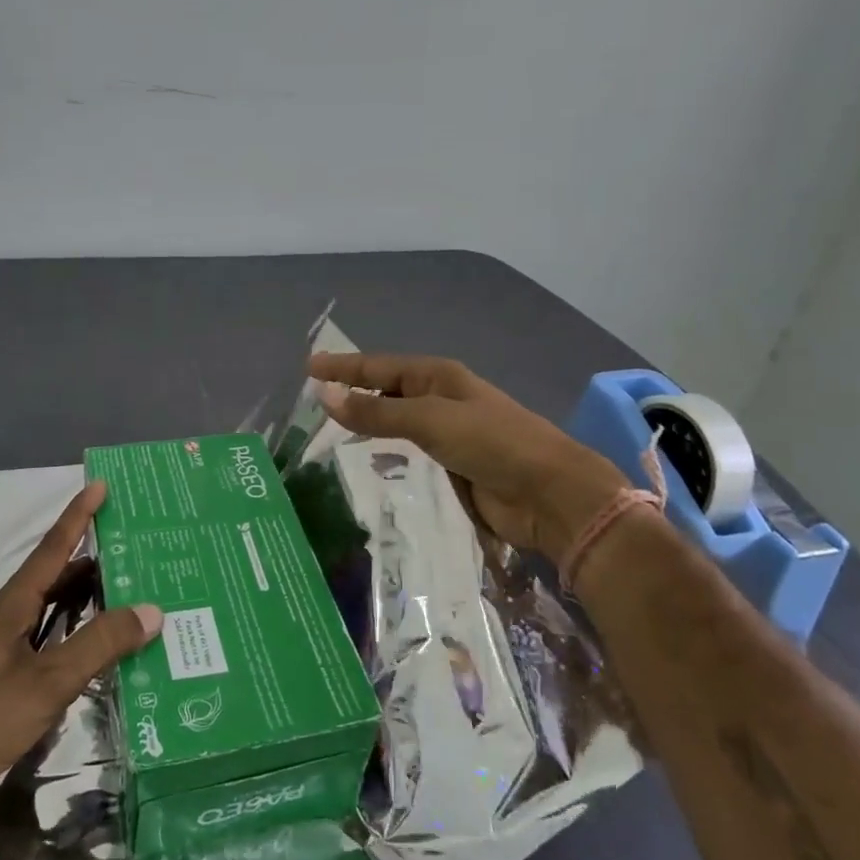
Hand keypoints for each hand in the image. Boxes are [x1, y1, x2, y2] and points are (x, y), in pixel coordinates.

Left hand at [0, 481, 159, 805]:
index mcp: (10, 609)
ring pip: (20, 609)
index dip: (76, 519)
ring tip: (82, 590)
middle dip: (77, 563)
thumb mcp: (49, 683)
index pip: (51, 551)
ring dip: (51, 595)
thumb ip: (100, 645)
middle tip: (117, 556)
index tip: (98, 487)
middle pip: (40, 579)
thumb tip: (151, 609)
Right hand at [309, 353, 625, 560]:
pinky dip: (386, 451)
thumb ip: (376, 411)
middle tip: (315, 399)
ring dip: (369, 421)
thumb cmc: (491, 443)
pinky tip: (368, 459)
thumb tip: (324, 395)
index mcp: (438, 376)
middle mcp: (441, 398)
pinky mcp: (453, 464)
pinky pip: (409, 451)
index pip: (379, 366)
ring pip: (397, 421)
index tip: (308, 368)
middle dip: (354, 391)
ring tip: (333, 428)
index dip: (343, 367)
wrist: (550, 493)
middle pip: (388, 390)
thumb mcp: (429, 420)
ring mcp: (449, 432)